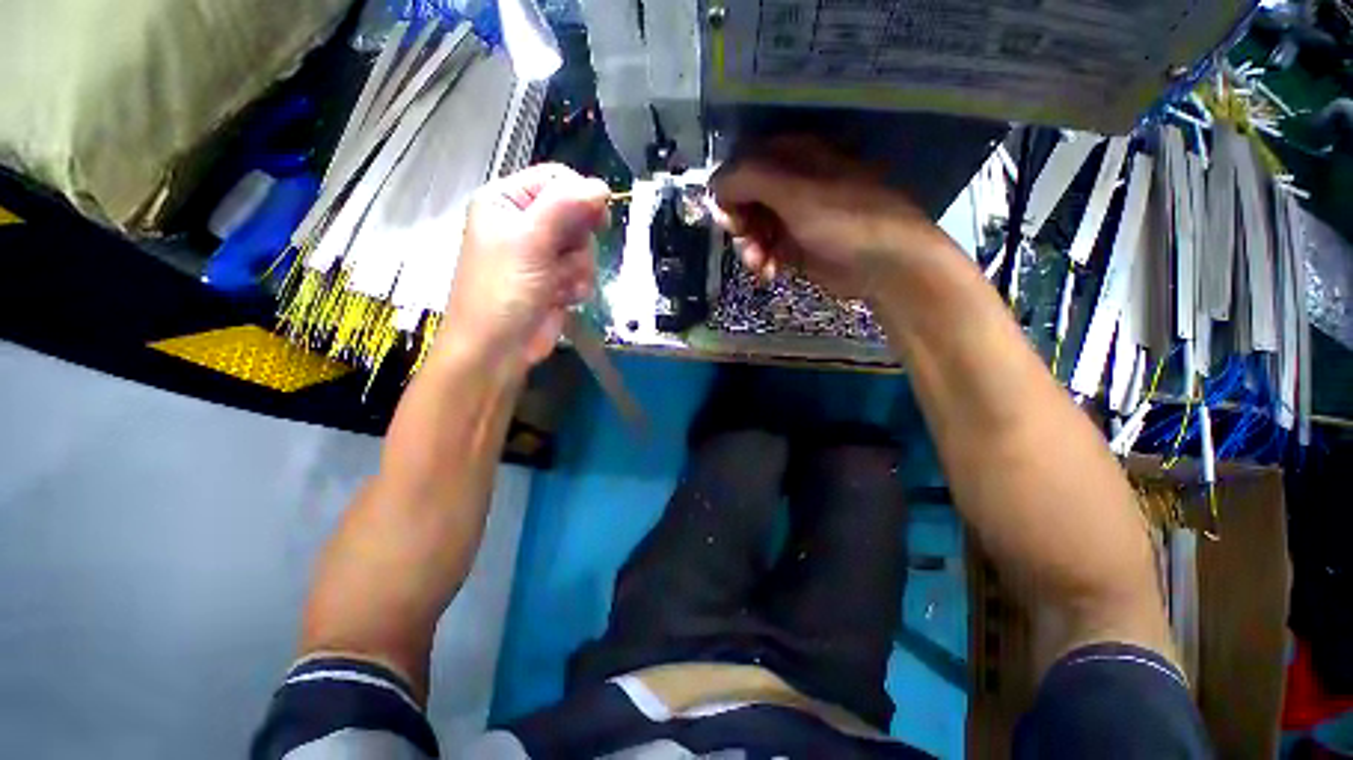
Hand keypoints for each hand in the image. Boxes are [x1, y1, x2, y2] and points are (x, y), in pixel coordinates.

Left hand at [444, 164, 609, 368]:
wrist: (498, 349)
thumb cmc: (504, 292)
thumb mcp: (530, 241)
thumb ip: (565, 207)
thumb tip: (602, 187)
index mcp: (507, 201)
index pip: (557, 179)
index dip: (581, 197)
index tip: (599, 220)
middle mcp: (525, 223)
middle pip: (576, 215)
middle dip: (576, 243)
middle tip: (561, 260)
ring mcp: (541, 254)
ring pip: (584, 247)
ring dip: (577, 269)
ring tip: (556, 286)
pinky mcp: (555, 280)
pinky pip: (583, 271)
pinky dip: (577, 286)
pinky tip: (561, 299)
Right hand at [711, 137, 945, 299]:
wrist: (883, 264)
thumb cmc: (842, 220)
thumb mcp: (795, 193)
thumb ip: (749, 181)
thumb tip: (713, 183)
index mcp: (794, 157)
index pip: (745, 164)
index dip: (729, 188)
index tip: (726, 213)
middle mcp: (791, 183)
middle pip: (745, 198)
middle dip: (738, 222)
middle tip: (741, 237)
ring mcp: (793, 216)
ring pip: (752, 228)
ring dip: (749, 247)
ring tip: (758, 263)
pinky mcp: (795, 246)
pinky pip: (765, 250)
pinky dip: (762, 262)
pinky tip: (769, 273)